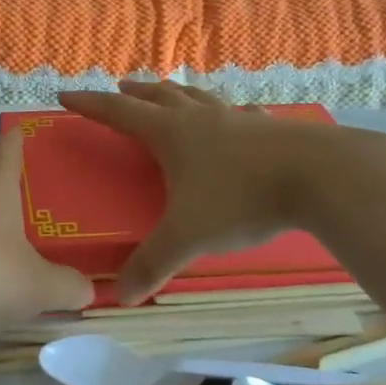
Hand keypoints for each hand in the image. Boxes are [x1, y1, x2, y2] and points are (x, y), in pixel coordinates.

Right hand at [58, 81, 360, 302]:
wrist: (319, 176)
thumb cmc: (241, 198)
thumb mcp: (189, 236)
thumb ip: (153, 263)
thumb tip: (121, 295)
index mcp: (171, 134)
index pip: (118, 113)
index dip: (90, 104)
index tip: (65, 94)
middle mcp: (200, 118)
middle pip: (159, 96)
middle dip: (135, 93)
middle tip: (121, 89)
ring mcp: (237, 119)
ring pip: (198, 98)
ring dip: (178, 94)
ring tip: (170, 94)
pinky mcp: (270, 128)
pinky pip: (238, 113)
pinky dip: (226, 112)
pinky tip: (237, 117)